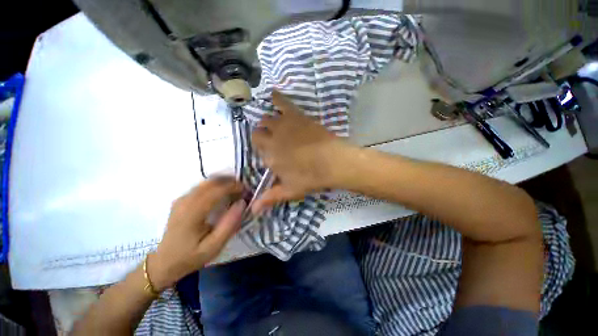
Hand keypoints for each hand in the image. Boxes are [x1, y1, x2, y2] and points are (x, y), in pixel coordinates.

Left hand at [148, 178, 245, 290]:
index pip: (217, 190)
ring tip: (236, 190)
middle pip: (211, 182)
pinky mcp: (182, 200)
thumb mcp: (214, 246)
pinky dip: (215, 186)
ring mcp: (182, 199)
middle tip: (243, 189)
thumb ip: (229, 224)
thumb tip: (242, 203)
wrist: (164, 263)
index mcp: (192, 212)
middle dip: (230, 181)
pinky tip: (223, 194)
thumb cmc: (191, 256)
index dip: (234, 187)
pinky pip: (202, 187)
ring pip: (206, 182)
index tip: (247, 190)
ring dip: (223, 182)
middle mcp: (185, 201)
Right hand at [251, 91, 353, 213]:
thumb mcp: (290, 190)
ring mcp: (284, 125)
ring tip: (276, 127)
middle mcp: (272, 138)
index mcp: (270, 156)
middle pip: (259, 131)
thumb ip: (270, 198)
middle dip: (264, 135)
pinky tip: (273, 94)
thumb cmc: (311, 178)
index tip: (270, 151)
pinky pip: (282, 102)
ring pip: (267, 118)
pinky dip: (276, 98)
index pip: (256, 146)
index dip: (262, 147)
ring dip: (269, 122)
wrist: (333, 162)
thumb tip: (252, 210)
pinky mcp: (296, 116)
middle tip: (275, 140)